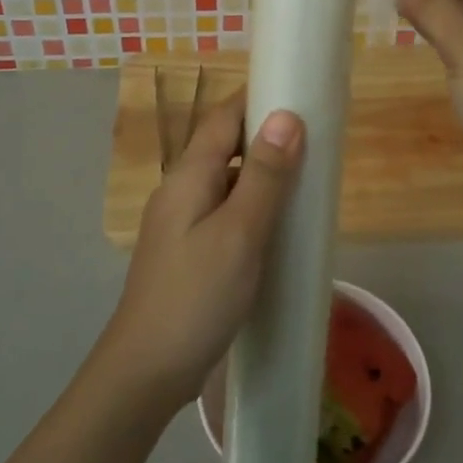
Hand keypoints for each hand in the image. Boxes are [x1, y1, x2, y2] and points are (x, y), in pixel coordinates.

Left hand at [97, 91, 305, 410]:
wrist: (146, 372)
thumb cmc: (196, 297)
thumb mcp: (239, 234)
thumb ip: (264, 176)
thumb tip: (286, 115)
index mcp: (188, 177)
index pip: (223, 117)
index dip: (258, 97)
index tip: (300, 90)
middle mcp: (180, 191)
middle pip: (225, 146)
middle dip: (267, 135)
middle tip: (317, 138)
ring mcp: (181, 223)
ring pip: (227, 181)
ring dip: (263, 173)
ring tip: (307, 178)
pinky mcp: (189, 252)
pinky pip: (225, 212)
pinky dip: (254, 206)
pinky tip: (278, 225)